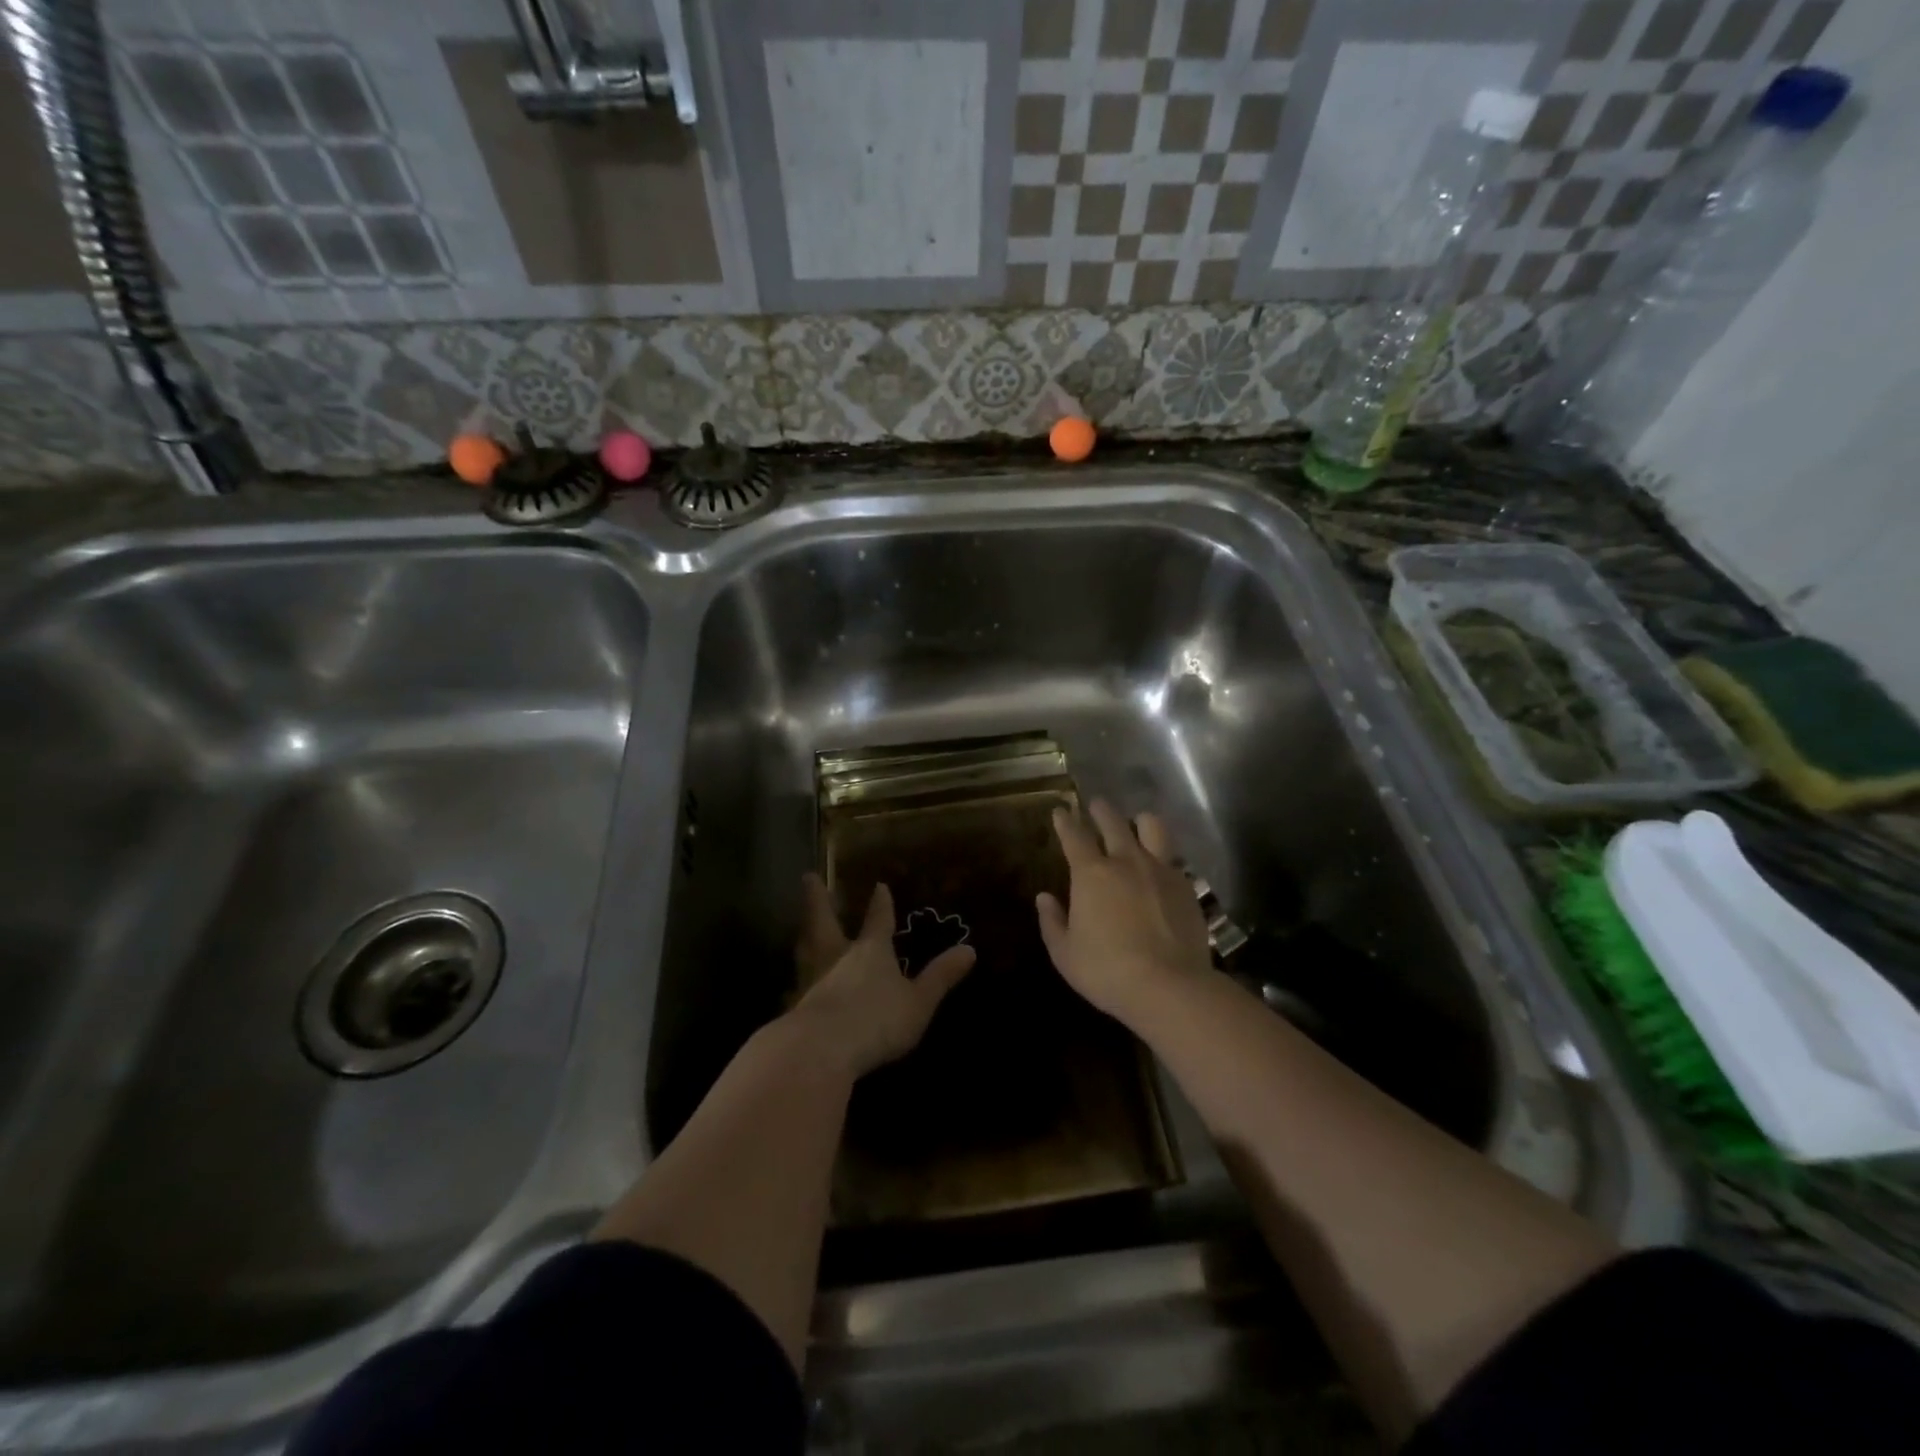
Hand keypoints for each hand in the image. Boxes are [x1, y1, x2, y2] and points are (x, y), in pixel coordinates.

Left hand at [790, 875, 974, 1079]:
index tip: (879, 885)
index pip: (878, 921)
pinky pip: (794, 989)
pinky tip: (791, 991)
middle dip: (818, 900)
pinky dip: (794, 985)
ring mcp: (812, 981)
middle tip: (808, 877)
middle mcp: (837, 958)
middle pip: (825, 921)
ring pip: (805, 950)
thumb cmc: (877, 1019)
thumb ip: (940, 977)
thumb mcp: (918, 1001)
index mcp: (871, 951)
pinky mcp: (795, 1008)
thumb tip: (970, 950)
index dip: (880, 904)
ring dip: (804, 936)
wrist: (820, 1049)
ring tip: (801, 930)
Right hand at [1037, 801, 1212, 1023]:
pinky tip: (1162, 866)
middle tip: (1096, 804)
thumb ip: (1052, 922)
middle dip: (1101, 810)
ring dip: (1141, 821)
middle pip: (1113, 822)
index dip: (1065, 821)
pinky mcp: (1186, 886)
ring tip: (1138, 822)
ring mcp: (1161, 870)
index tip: (1060, 811)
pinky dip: (1163, 856)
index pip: (1074, 836)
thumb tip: (1044, 898)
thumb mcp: (1065, 954)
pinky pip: (1173, 859)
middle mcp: (1126, 861)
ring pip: (1152, 828)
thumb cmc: (1107, 971)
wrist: (1170, 987)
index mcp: (1091, 874)